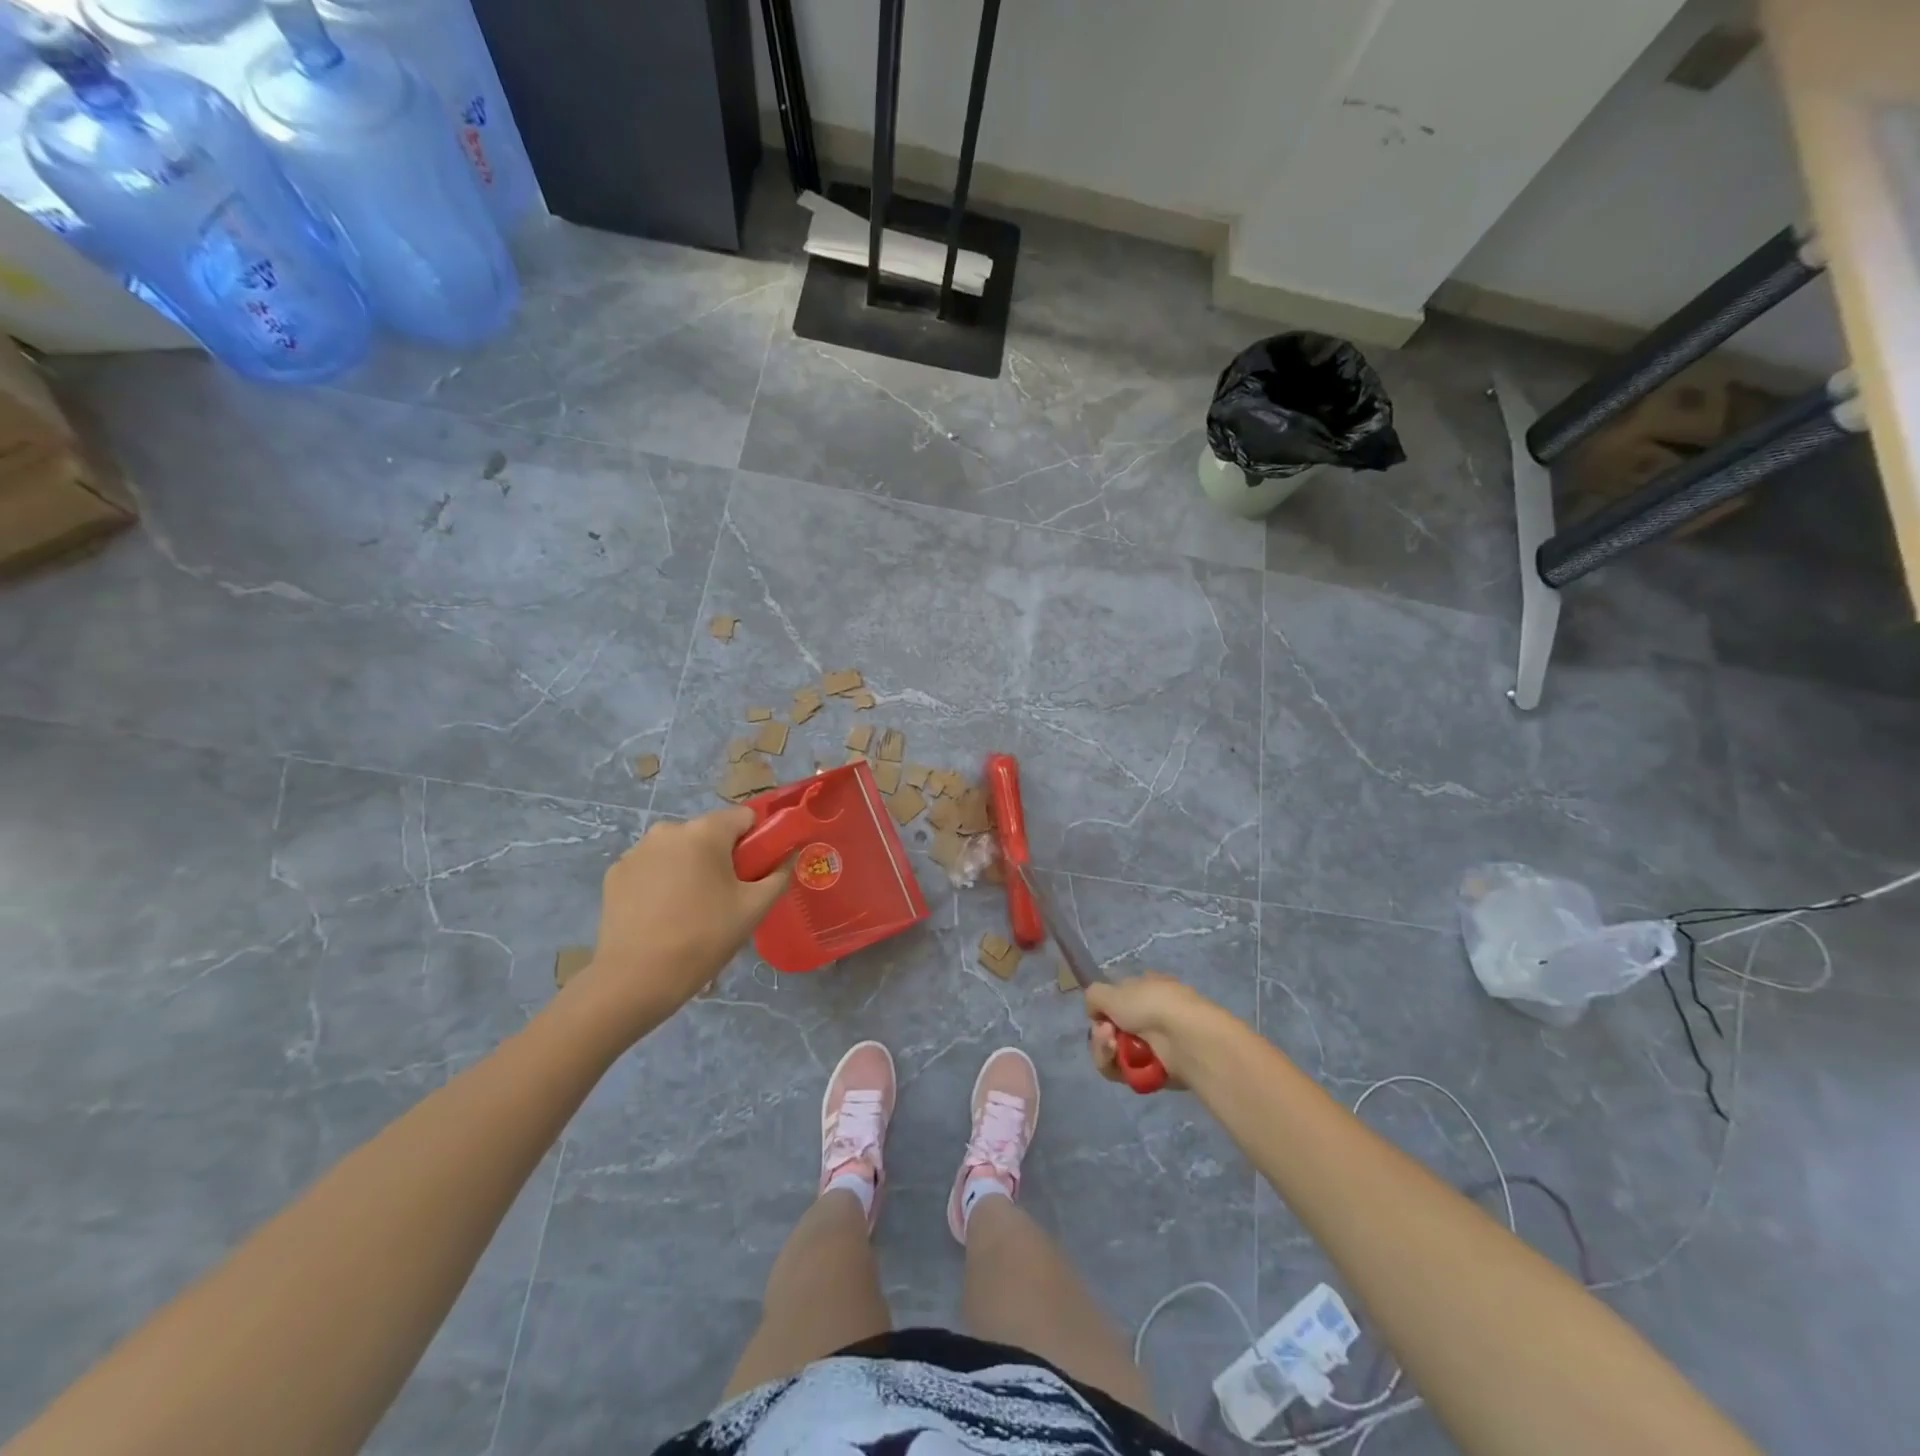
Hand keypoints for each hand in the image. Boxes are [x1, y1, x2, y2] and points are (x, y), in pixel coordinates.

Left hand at [570, 808, 790, 1039]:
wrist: (635, 979)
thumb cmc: (703, 938)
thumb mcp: (753, 909)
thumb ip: (778, 876)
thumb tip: (787, 858)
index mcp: (705, 832)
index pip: (744, 817)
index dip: (757, 841)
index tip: (754, 873)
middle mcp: (668, 829)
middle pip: (710, 833)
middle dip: (721, 857)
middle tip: (725, 898)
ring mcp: (636, 850)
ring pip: (679, 850)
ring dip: (690, 868)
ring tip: (690, 911)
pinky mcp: (615, 873)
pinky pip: (652, 867)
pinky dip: (661, 882)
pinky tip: (661, 915)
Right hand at [1085, 973, 1238, 1089]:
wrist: (1184, 1037)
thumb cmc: (1149, 1005)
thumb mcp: (1109, 990)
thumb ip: (1093, 997)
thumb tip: (1096, 1015)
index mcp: (1145, 988)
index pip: (1115, 1000)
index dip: (1103, 1009)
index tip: (1099, 1015)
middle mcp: (1149, 1015)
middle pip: (1110, 1030)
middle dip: (1100, 1034)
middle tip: (1106, 1034)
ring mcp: (1153, 1044)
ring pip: (1114, 1053)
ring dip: (1105, 1050)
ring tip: (1113, 1046)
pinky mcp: (1154, 1071)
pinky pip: (1124, 1072)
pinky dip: (1118, 1067)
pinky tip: (1122, 1060)